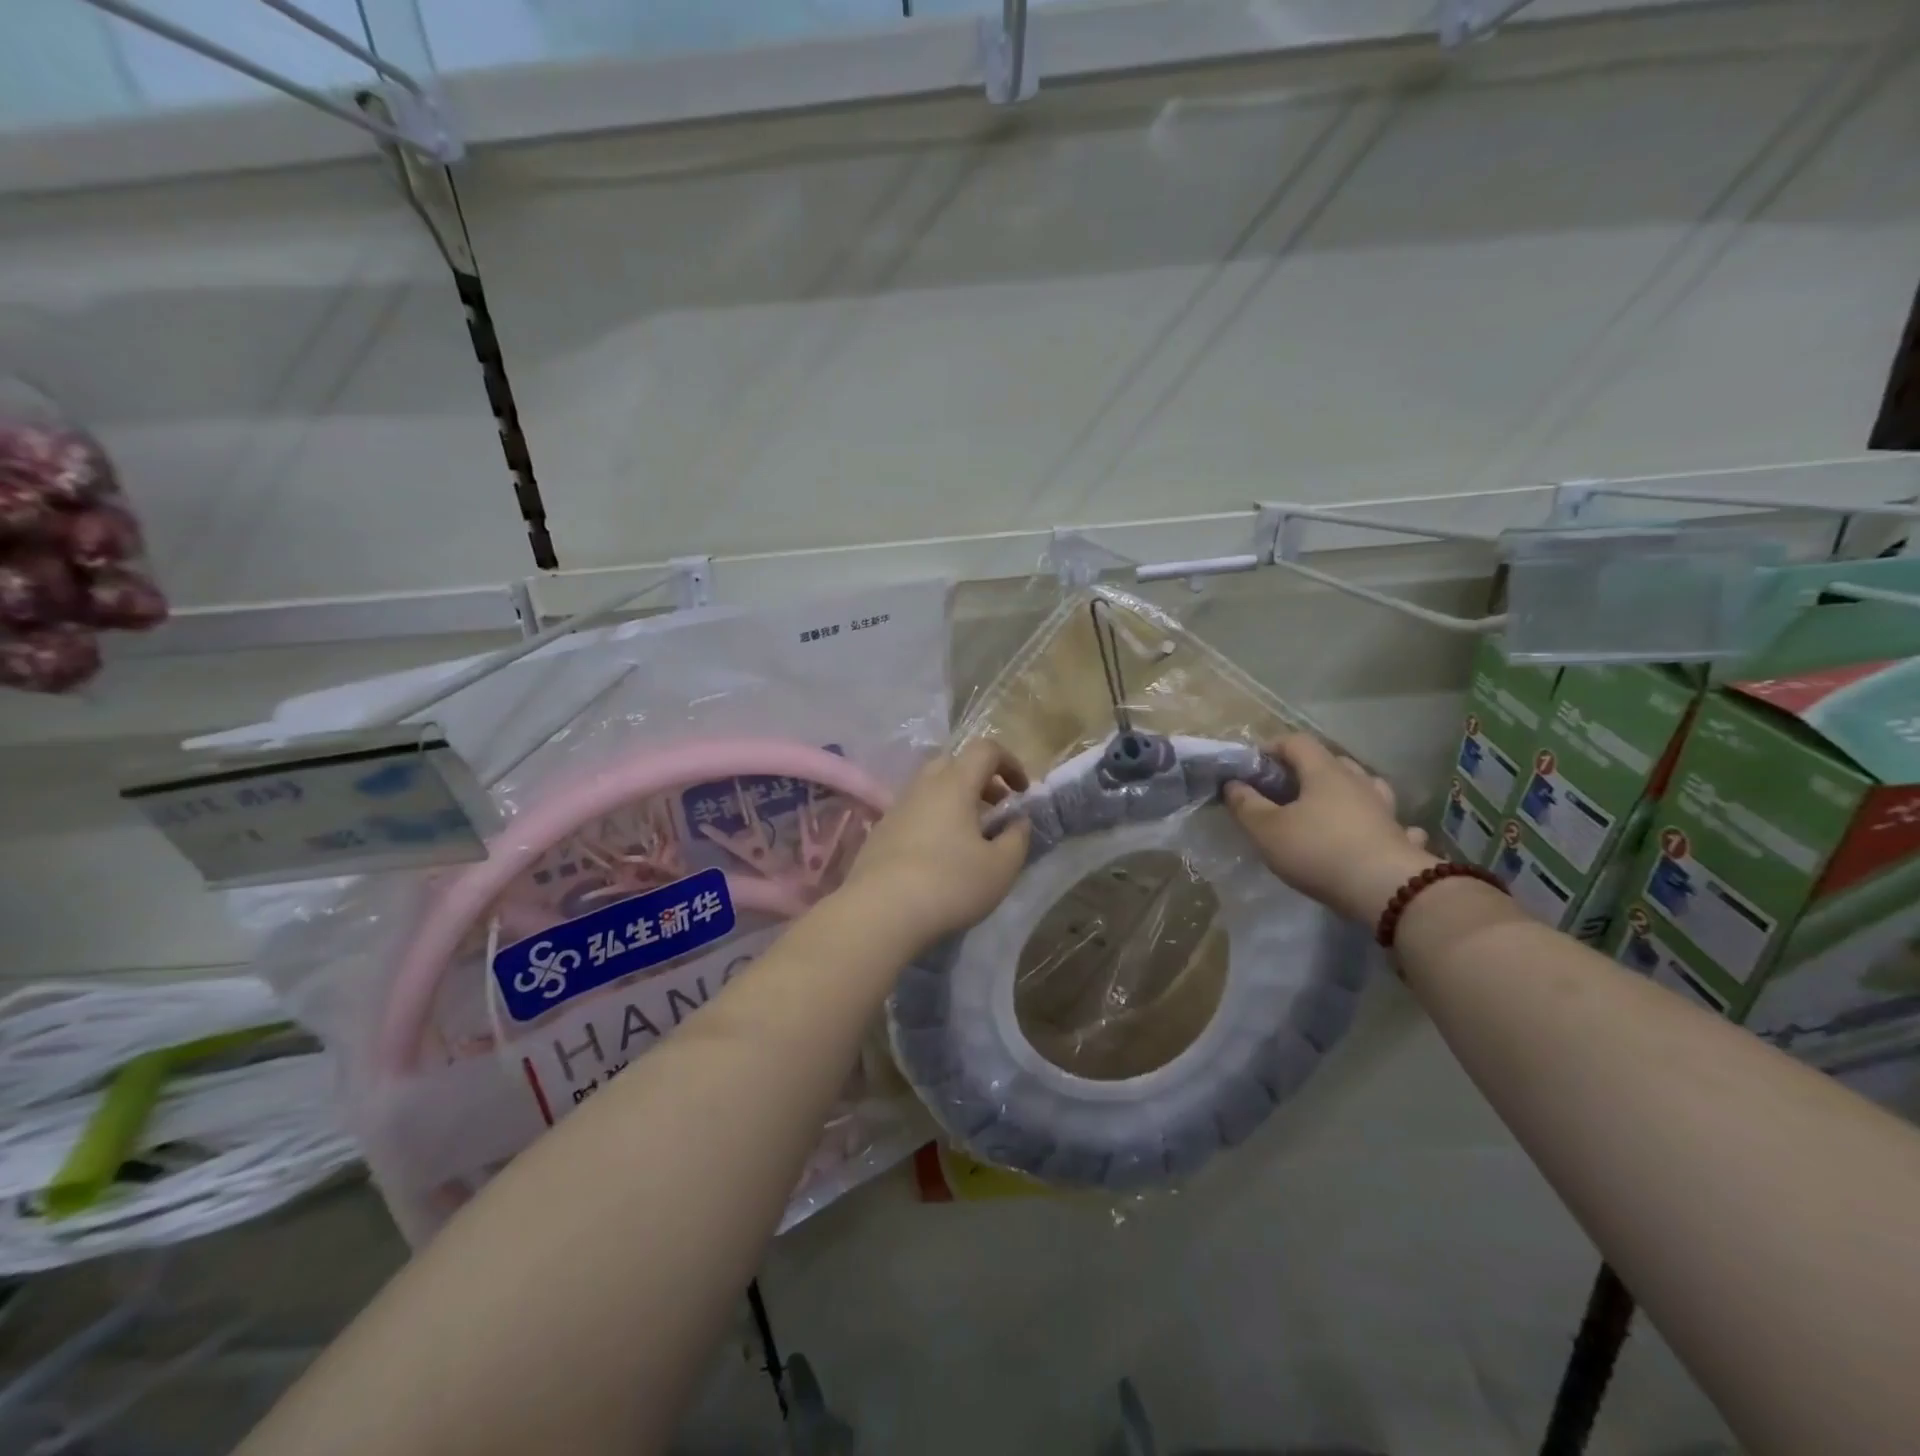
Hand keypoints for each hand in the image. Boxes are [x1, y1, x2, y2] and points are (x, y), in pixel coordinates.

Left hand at [839, 740, 1032, 950]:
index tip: (1022, 792)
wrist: (879, 912)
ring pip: (931, 789)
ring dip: (956, 802)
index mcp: (954, 784)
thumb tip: (1019, 821)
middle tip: (996, 810)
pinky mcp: (879, 833)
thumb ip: (1017, 838)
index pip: (985, 749)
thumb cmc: (949, 884)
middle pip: (954, 763)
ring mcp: (896, 808)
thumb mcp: (1000, 867)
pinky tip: (940, 856)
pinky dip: (934, 820)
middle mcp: (922, 787)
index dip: (1010, 763)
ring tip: (971, 837)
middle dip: (981, 780)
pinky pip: (914, 812)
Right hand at [1223, 733, 1434, 924]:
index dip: (1272, 748)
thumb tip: (1233, 784)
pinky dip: (1376, 823)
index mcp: (1324, 772)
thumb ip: (1246, 805)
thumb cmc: (1318, 851)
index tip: (1253, 767)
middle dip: (1306, 770)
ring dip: (1345, 791)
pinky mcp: (1400, 837)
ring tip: (1328, 807)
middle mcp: (1357, 782)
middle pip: (1331, 761)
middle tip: (1285, 791)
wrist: (1387, 890)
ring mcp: (1384, 809)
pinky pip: (1389, 822)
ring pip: (1364, 786)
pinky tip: (1371, 834)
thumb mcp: (1267, 830)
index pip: (1296, 742)